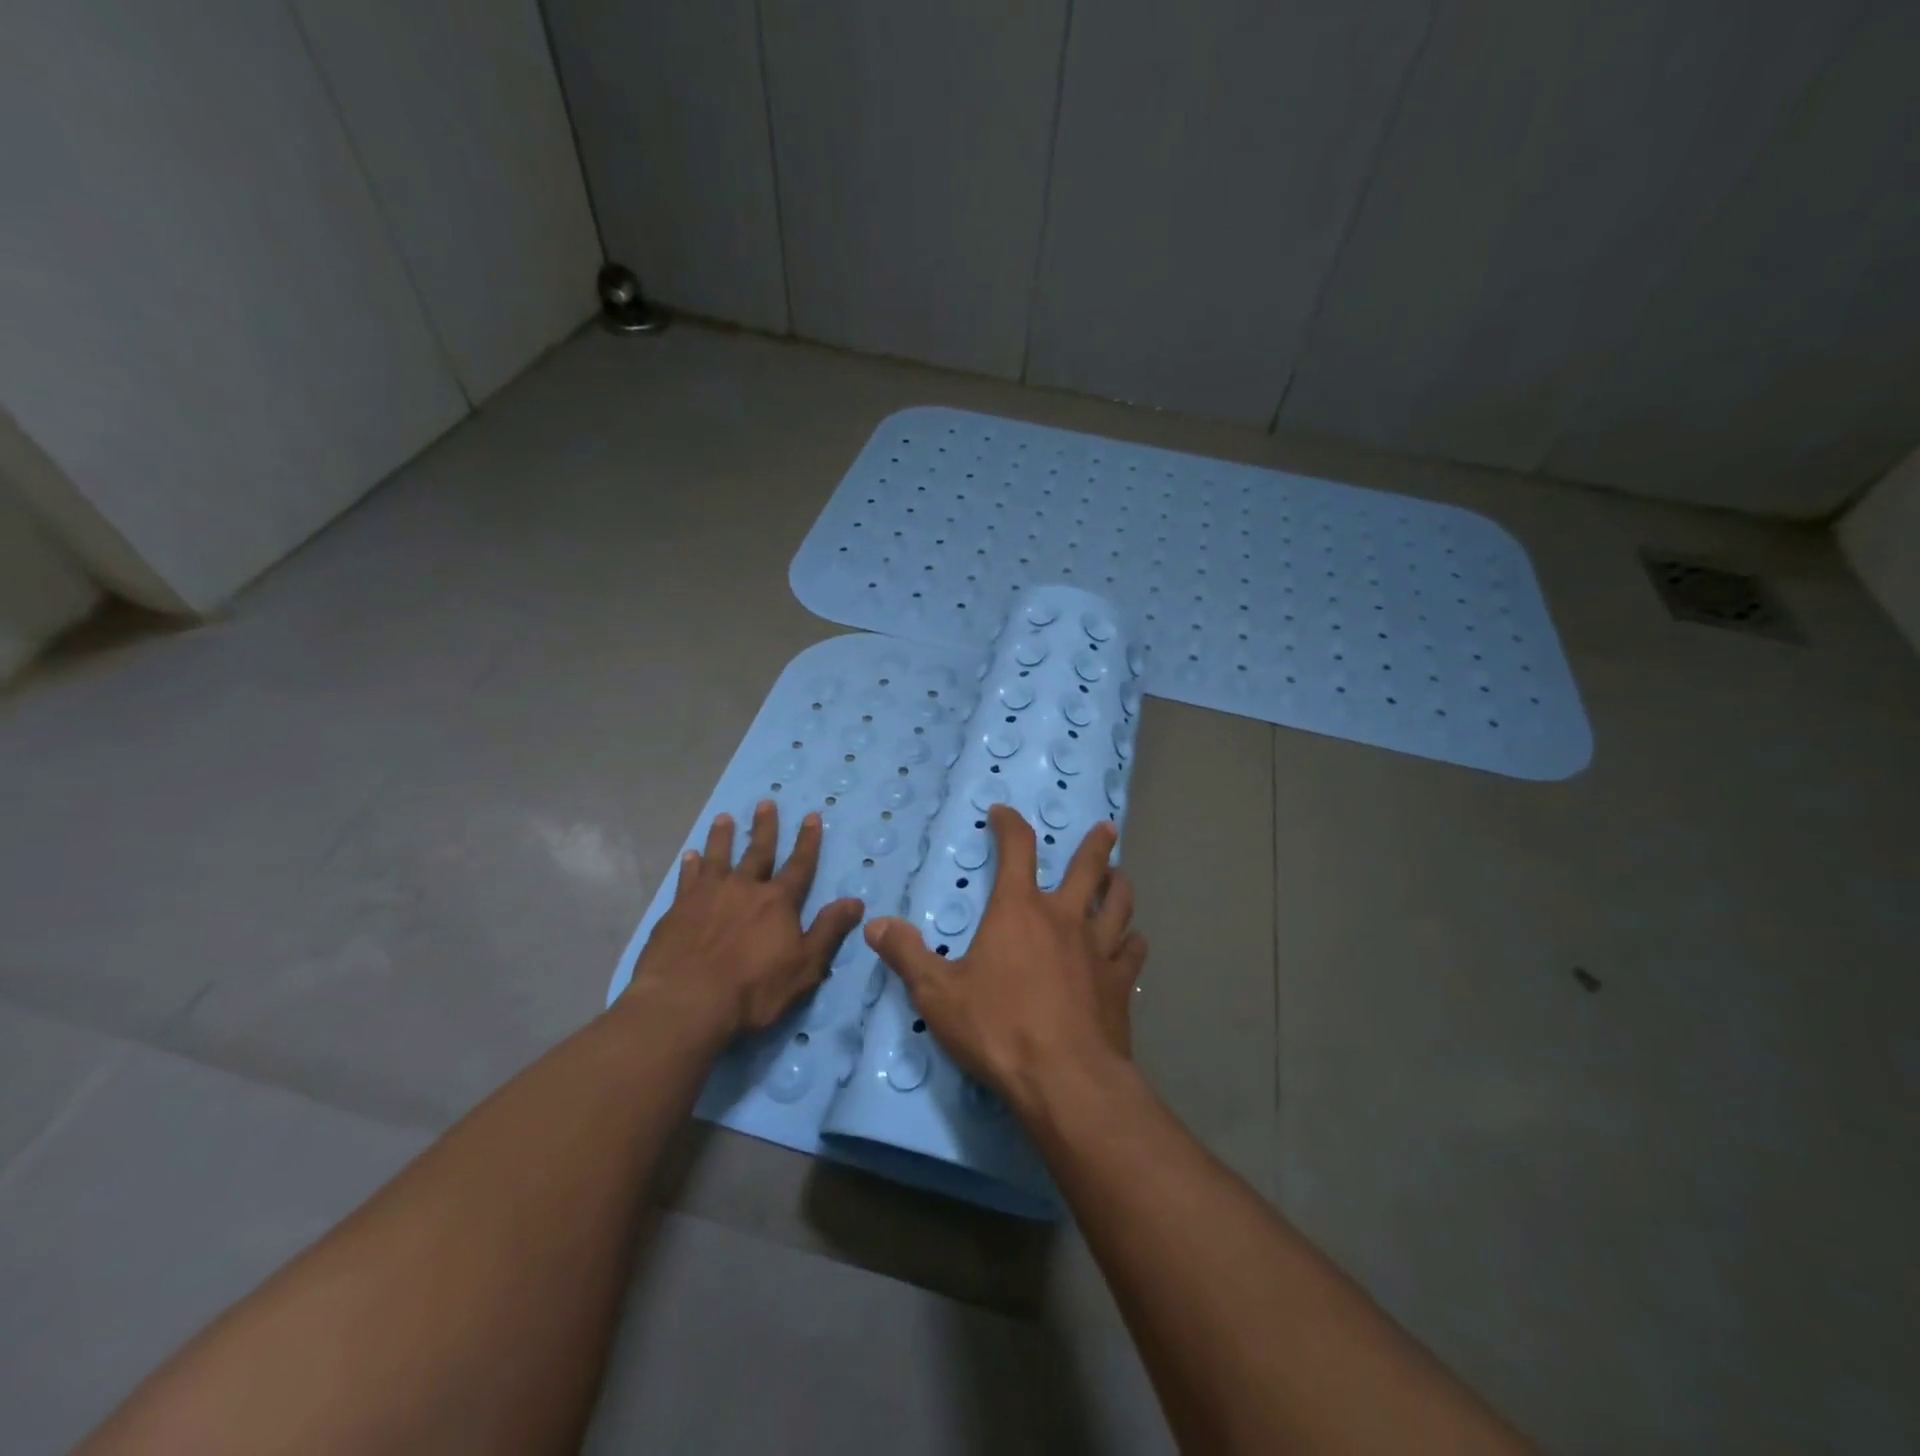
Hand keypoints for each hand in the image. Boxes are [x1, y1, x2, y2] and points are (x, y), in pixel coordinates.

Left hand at [624, 801, 864, 1041]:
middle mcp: (744, 888)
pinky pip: (687, 878)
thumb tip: (856, 901)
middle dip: (765, 827)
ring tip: (724, 818)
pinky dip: (690, 865)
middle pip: (758, 851)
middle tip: (765, 802)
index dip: (808, 841)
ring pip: (718, 857)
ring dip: (722, 836)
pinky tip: (689, 855)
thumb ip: (829, 930)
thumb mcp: (804, 966)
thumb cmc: (753, 989)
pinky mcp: (678, 909)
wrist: (686, 1002)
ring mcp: (708, 895)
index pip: (799, 865)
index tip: (811, 816)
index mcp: (778, 902)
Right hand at [864, 805, 1146, 1114]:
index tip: (1003, 813)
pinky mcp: (1121, 982)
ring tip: (1119, 876)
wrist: (1065, 1079)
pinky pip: (1133, 949)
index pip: (1017, 849)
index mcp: (1019, 910)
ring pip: (1119, 902)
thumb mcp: (937, 994)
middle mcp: (1064, 917)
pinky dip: (1132, 939)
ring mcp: (1099, 948)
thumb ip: (907, 954)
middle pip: (1088, 867)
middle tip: (1105, 828)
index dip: (1010, 824)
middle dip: (1095, 844)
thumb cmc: (998, 1028)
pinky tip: (1131, 940)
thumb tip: (875, 924)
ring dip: (1119, 884)